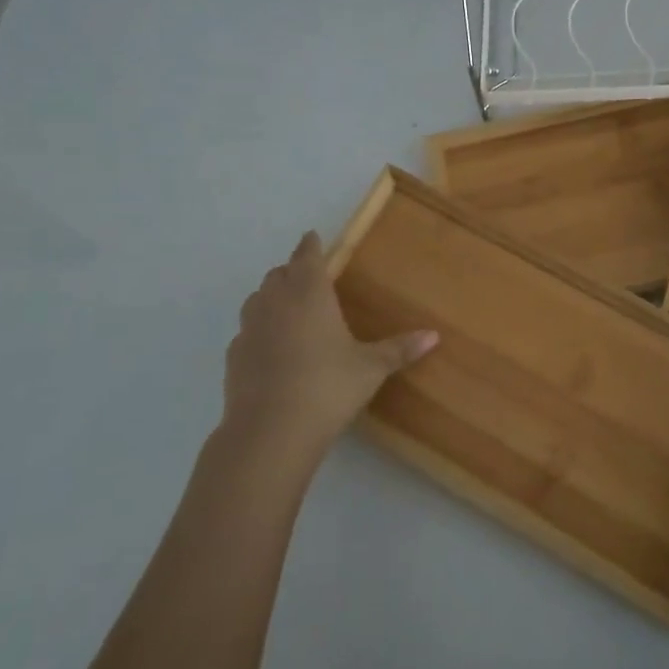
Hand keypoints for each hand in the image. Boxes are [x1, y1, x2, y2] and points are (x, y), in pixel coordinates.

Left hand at [217, 231, 436, 467]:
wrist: (270, 431)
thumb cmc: (327, 387)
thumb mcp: (371, 368)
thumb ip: (399, 349)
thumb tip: (434, 335)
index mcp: (309, 294)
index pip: (306, 257)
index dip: (310, 246)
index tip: (312, 237)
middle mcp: (275, 303)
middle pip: (279, 274)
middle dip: (292, 270)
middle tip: (308, 276)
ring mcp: (249, 329)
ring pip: (257, 299)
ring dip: (272, 296)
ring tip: (289, 307)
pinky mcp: (234, 357)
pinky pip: (247, 331)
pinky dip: (260, 329)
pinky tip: (272, 347)